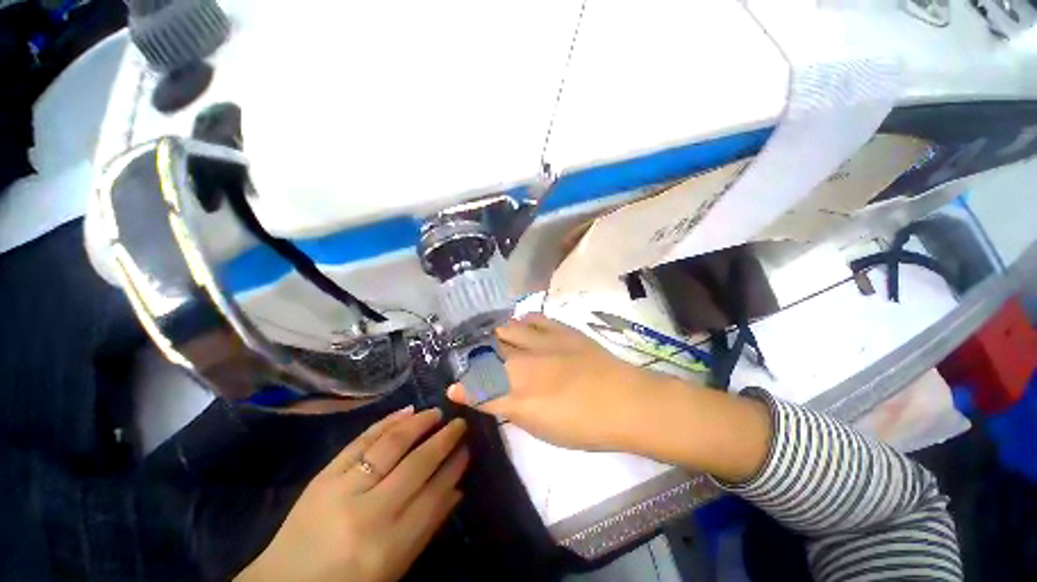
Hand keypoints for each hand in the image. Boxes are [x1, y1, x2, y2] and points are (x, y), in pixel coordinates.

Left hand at [236, 407, 468, 581]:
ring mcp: (344, 489)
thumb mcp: (394, 568)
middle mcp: (369, 512)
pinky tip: (406, 412)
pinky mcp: (324, 475)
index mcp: (389, 545)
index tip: (468, 448)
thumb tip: (458, 488)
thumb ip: (428, 527)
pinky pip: (361, 441)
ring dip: (419, 424)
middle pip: (417, 464)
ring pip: (391, 445)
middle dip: (444, 440)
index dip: (454, 467)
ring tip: (437, 412)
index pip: (434, 495)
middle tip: (459, 424)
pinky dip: (386, 423)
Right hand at [448, 313, 657, 451]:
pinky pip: (534, 317)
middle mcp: (525, 364)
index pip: (479, 388)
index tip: (455, 387)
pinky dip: (523, 321)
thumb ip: (509, 409)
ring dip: (498, 337)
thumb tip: (485, 398)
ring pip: (506, 330)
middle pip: (488, 354)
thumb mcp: (540, 427)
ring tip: (499, 342)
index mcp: (519, 395)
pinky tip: (523, 326)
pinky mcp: (561, 329)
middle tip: (479, 363)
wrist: (626, 401)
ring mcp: (543, 342)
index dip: (464, 388)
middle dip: (477, 359)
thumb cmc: (584, 425)